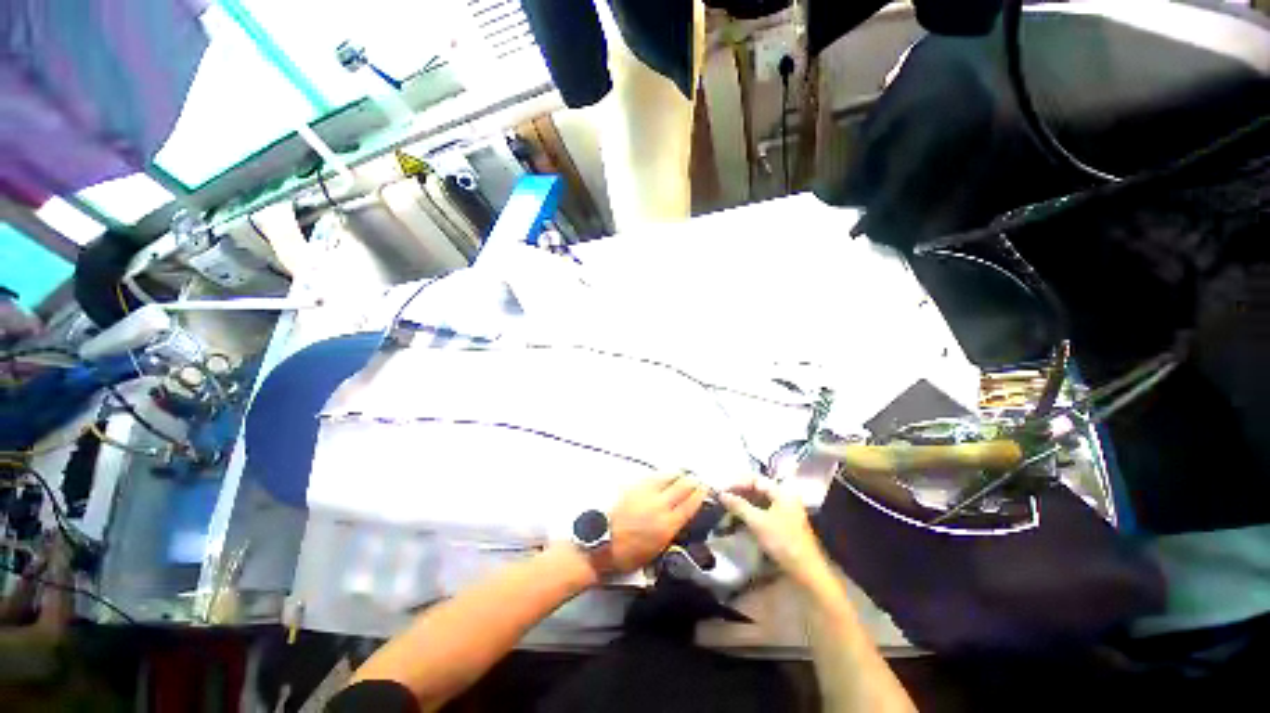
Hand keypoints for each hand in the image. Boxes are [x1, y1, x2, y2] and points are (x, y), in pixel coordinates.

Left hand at [597, 473, 706, 574]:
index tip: (705, 489)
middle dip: (692, 481)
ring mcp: (647, 493)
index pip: (690, 505)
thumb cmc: (628, 555)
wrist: (602, 542)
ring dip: (678, 474)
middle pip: (682, 487)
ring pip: (668, 477)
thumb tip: (680, 518)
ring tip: (682, 474)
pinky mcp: (634, 486)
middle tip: (697, 479)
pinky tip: (663, 475)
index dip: (699, 495)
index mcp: (668, 525)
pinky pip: (652, 476)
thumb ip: (671, 532)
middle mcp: (660, 506)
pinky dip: (661, 475)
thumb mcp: (656, 550)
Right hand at [718, 477, 828, 586]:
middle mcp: (785, 496)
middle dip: (740, 492)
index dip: (737, 483)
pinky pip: (763, 510)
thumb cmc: (783, 542)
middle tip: (722, 497)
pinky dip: (750, 511)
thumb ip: (739, 505)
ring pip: (760, 500)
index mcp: (782, 491)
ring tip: (727, 506)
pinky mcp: (783, 522)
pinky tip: (739, 516)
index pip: (755, 479)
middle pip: (758, 488)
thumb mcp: (758, 522)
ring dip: (744, 502)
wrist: (807, 571)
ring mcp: (785, 509)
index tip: (722, 490)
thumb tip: (721, 494)